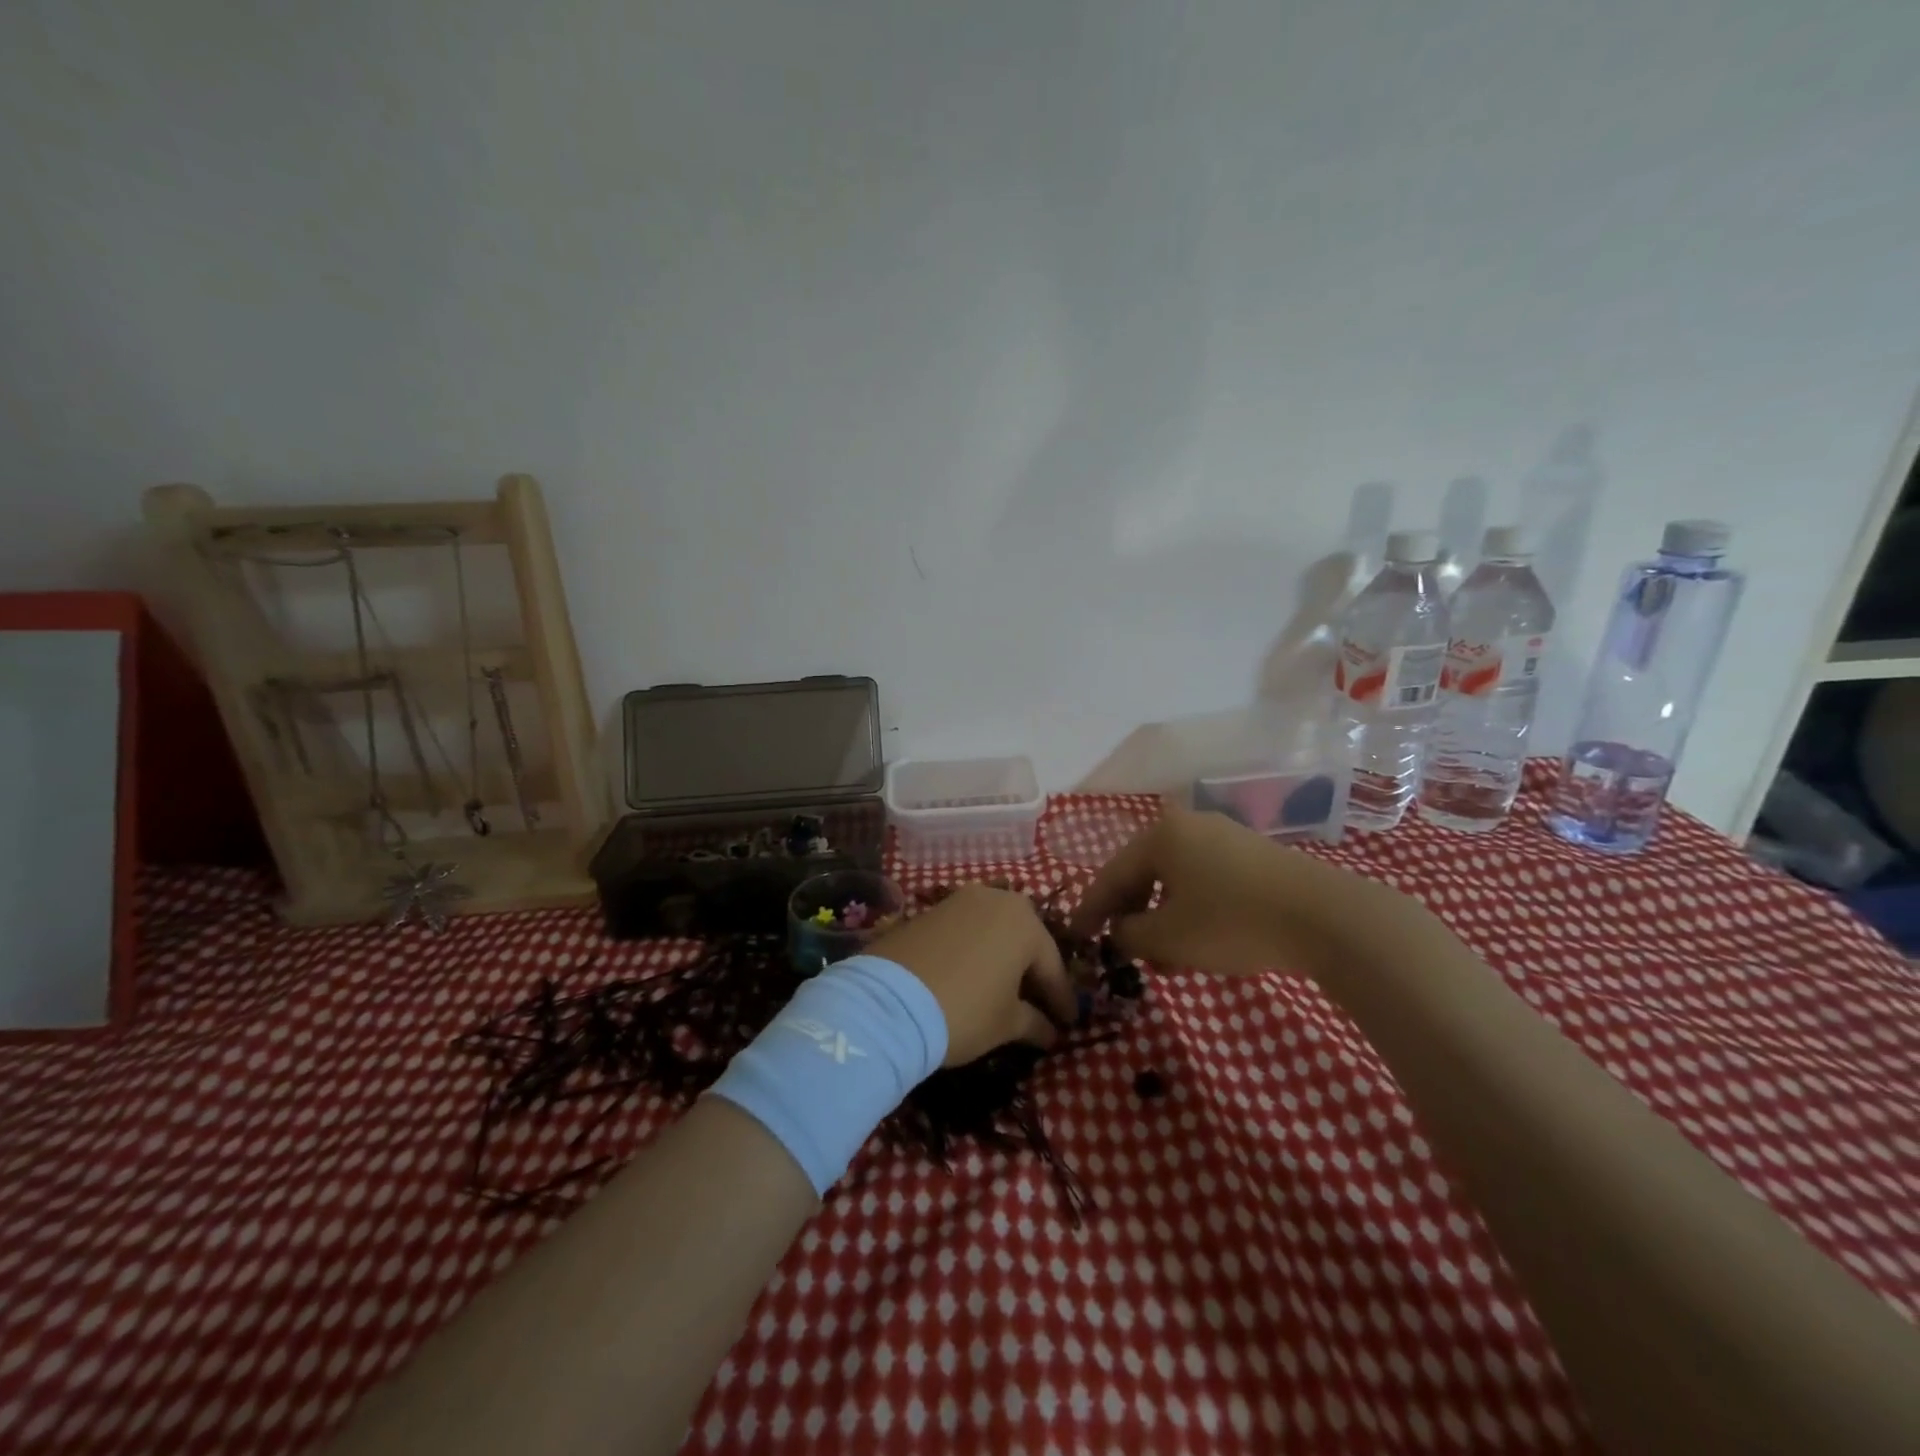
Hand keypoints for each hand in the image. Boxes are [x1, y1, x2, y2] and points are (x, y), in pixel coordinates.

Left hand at [867, 884, 1076, 1065]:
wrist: (889, 1002)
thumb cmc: (964, 1010)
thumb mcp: (1007, 1023)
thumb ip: (1035, 1022)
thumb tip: (1050, 1031)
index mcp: (1025, 922)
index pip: (1053, 966)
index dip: (1062, 999)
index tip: (1069, 1023)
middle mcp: (996, 899)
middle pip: (1025, 939)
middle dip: (1033, 971)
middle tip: (1038, 1003)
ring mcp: (960, 900)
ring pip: (994, 930)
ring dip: (1003, 956)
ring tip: (1004, 988)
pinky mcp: (930, 910)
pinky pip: (966, 930)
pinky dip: (975, 951)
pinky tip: (972, 975)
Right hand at [1068, 808, 1392, 977]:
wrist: (1325, 918)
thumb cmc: (1231, 922)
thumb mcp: (1167, 937)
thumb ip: (1129, 935)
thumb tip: (1120, 931)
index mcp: (1160, 835)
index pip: (1111, 875)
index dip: (1090, 910)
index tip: (1076, 937)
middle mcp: (1188, 826)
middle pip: (1143, 874)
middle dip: (1130, 915)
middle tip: (1120, 948)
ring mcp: (1224, 837)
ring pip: (1176, 880)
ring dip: (1161, 917)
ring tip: (1161, 957)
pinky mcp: (1254, 856)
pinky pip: (1205, 882)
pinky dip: (1191, 910)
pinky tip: (1197, 942)